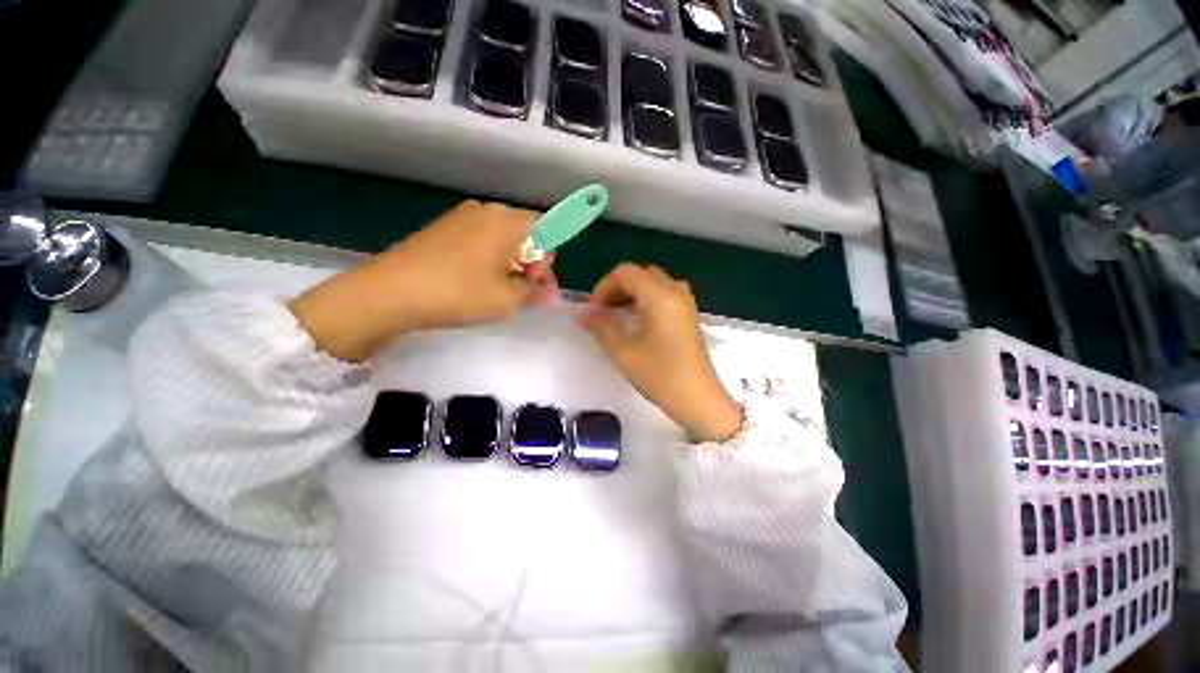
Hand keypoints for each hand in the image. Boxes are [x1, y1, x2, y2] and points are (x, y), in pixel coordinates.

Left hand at [290, 201, 555, 361]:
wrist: (390, 292)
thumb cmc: (458, 293)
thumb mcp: (508, 299)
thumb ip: (534, 291)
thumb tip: (544, 289)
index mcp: (506, 221)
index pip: (545, 228)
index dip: (548, 258)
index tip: (538, 282)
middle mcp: (485, 211)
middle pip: (523, 233)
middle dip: (530, 262)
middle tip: (524, 291)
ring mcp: (460, 217)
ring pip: (500, 238)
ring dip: (510, 263)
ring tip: (500, 290)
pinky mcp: (442, 229)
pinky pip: (479, 240)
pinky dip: (488, 259)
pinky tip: (477, 282)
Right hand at [580, 263, 742, 441]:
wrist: (698, 399)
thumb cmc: (660, 375)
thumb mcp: (623, 352)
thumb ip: (601, 327)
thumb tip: (584, 313)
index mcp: (659, 295)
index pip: (625, 272)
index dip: (604, 286)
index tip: (594, 309)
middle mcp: (675, 291)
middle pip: (640, 274)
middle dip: (617, 288)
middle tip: (603, 311)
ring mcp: (685, 301)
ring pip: (653, 282)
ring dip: (632, 293)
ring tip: (618, 316)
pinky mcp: (689, 313)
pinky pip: (664, 293)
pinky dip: (647, 299)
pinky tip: (638, 321)